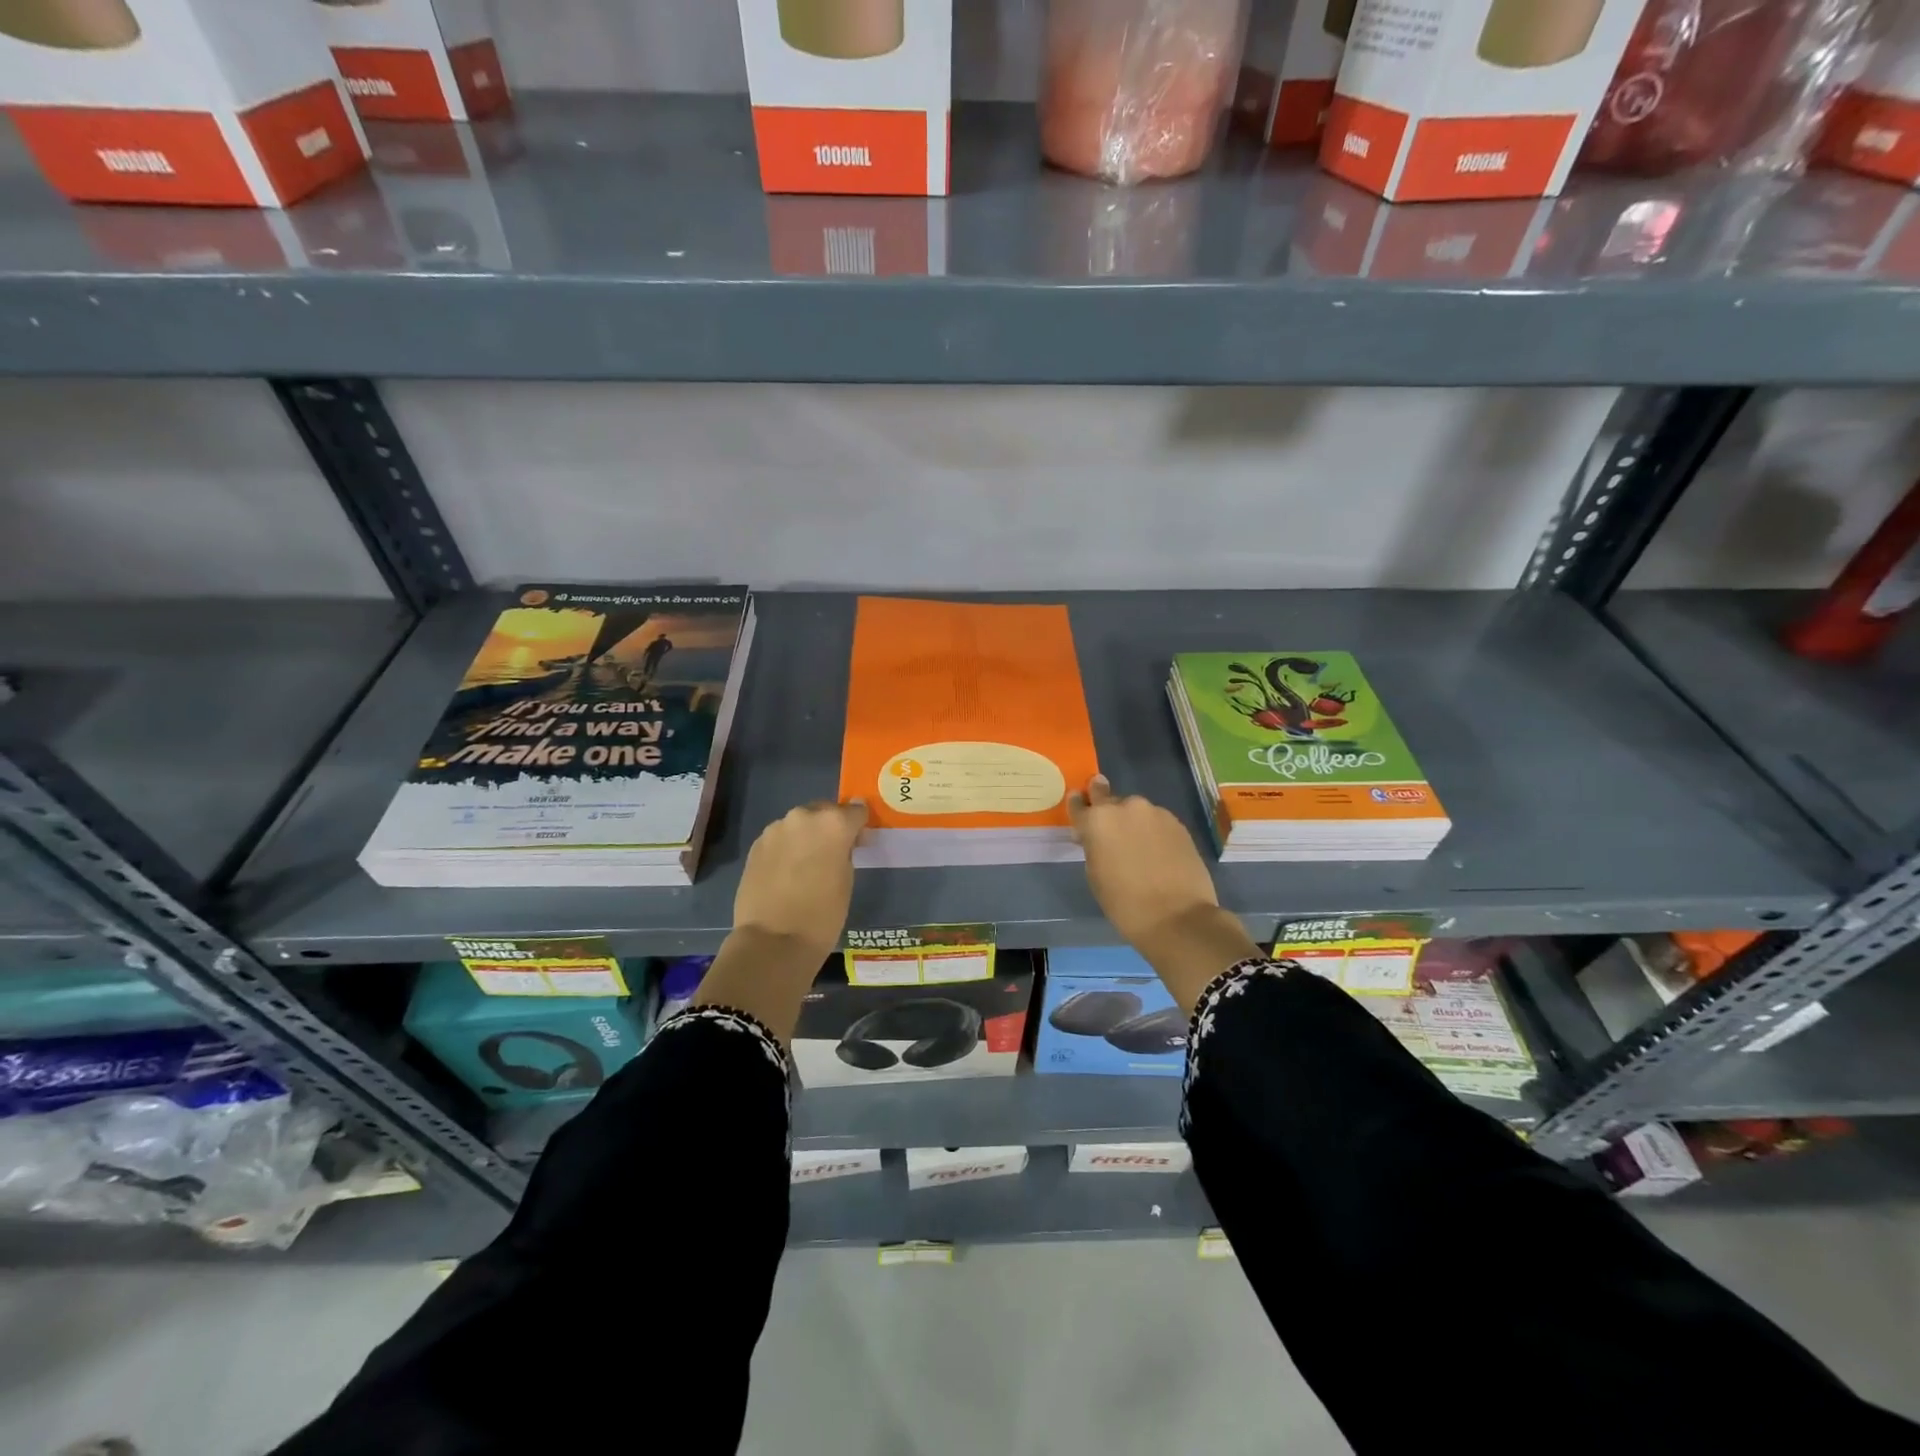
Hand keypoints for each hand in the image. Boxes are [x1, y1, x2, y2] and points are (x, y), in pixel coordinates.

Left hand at [732, 800, 868, 959]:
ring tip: (807, 864)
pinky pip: (780, 838)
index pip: (855, 811)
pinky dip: (787, 848)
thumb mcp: (847, 879)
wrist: (773, 941)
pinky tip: (787, 872)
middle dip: (831, 827)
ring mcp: (776, 829)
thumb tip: (841, 842)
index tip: (859, 842)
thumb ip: (845, 851)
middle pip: (824, 811)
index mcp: (833, 823)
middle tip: (833, 853)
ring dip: (807, 836)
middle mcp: (803, 817)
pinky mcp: (756, 845)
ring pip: (799, 824)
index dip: (859, 826)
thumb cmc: (822, 914)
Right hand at [1067, 776, 1259, 1009]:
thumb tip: (1098, 837)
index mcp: (1097, 820)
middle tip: (1110, 830)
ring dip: (1132, 822)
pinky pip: (1156, 821)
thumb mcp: (1095, 875)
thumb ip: (1093, 846)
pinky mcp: (1177, 823)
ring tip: (1138, 847)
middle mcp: (1125, 807)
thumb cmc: (1125, 903)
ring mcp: (1154, 812)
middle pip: (1108, 799)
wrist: (1177, 917)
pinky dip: (1152, 831)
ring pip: (1135, 811)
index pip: (1080, 803)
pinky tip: (1157, 852)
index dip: (1079, 805)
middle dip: (1106, 810)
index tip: (1080, 806)